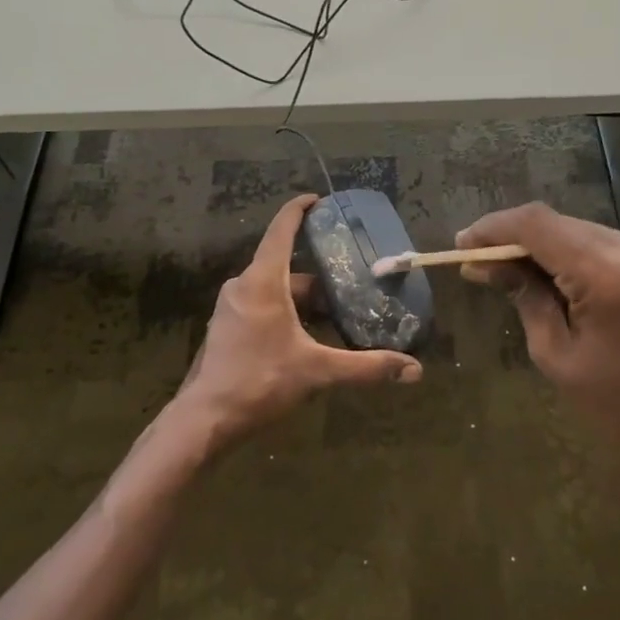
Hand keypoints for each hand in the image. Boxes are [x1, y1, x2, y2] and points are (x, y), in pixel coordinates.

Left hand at [169, 195, 422, 449]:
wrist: (205, 419)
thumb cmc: (260, 382)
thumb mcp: (317, 372)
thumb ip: (365, 367)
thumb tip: (414, 370)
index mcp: (262, 281)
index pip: (281, 230)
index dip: (299, 209)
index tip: (319, 200)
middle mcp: (243, 285)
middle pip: (284, 265)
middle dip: (318, 272)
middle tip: (350, 277)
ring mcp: (231, 307)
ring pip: (274, 288)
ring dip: (303, 297)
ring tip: (337, 311)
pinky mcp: (226, 327)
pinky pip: (261, 304)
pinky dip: (286, 310)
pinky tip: (307, 335)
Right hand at [457, 203, 619, 509]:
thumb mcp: (556, 355)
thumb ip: (524, 296)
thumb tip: (483, 264)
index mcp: (608, 273)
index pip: (537, 224)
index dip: (493, 228)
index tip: (461, 245)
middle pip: (556, 223)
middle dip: (512, 238)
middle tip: (475, 263)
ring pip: (575, 231)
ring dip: (538, 246)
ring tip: (503, 272)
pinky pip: (597, 245)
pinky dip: (565, 254)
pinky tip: (544, 277)